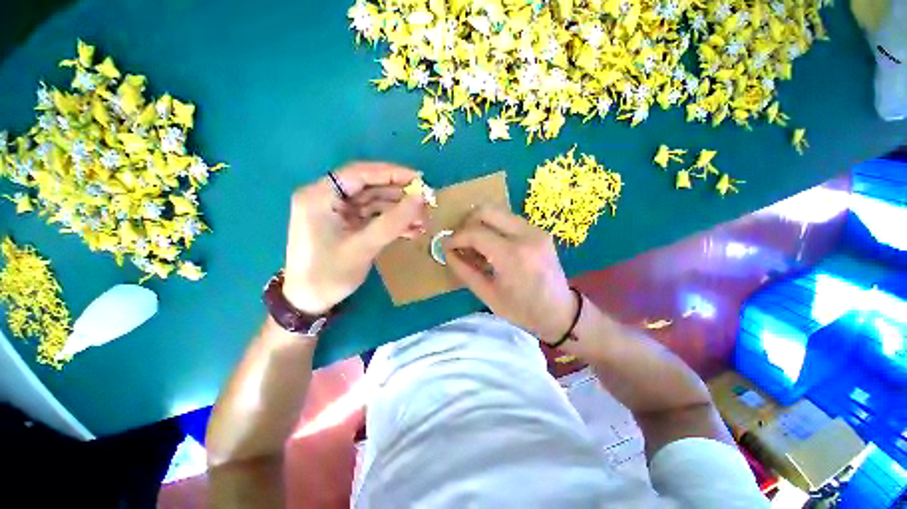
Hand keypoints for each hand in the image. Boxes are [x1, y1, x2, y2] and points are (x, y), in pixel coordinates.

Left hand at [282, 162, 427, 313]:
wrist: (309, 301)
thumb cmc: (329, 274)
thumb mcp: (363, 246)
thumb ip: (393, 221)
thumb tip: (421, 197)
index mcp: (319, 195)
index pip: (359, 174)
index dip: (391, 173)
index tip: (419, 179)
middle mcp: (326, 197)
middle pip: (369, 187)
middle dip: (399, 196)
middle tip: (426, 203)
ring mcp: (336, 211)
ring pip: (374, 203)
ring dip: (399, 212)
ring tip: (423, 220)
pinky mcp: (345, 224)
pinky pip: (372, 217)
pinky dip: (391, 222)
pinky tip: (411, 230)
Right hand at [444, 207, 577, 344]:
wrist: (560, 312)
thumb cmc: (522, 310)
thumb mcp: (488, 294)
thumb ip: (464, 270)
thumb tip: (448, 252)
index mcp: (512, 255)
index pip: (475, 232)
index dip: (456, 238)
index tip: (447, 246)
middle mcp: (526, 235)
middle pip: (486, 211)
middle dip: (467, 223)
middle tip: (460, 241)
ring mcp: (535, 230)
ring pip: (498, 212)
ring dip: (481, 224)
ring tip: (474, 245)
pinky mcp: (539, 231)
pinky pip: (509, 220)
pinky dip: (494, 228)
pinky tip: (491, 246)